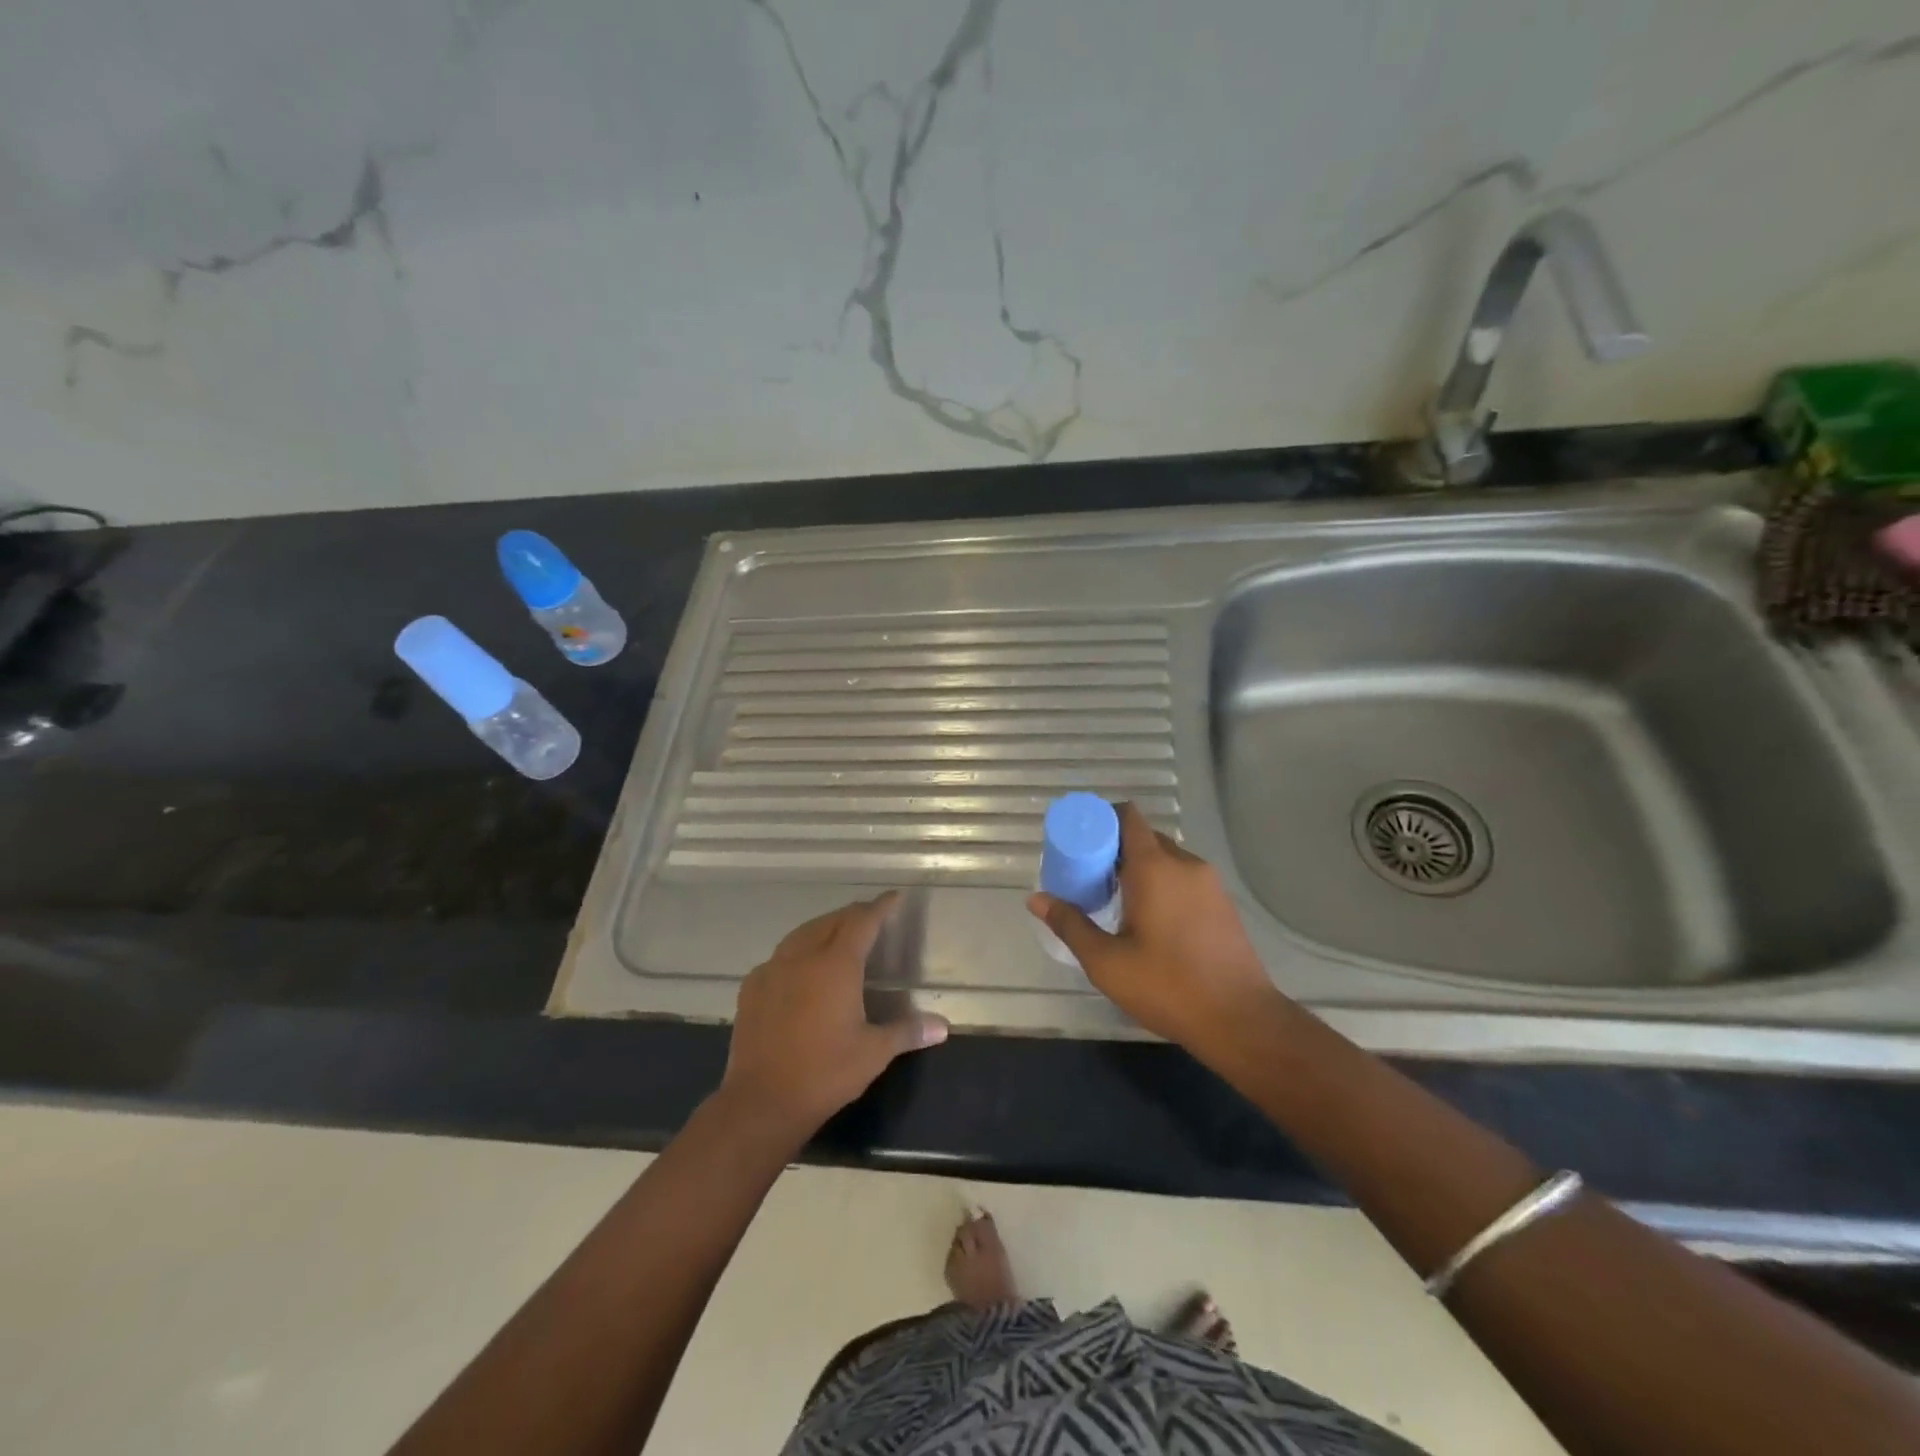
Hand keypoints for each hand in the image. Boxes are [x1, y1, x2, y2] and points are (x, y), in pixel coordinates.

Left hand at [720, 892, 948, 1138]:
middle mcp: (803, 956)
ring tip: (838, 934)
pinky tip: (800, 967)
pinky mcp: (752, 988)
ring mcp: (773, 969)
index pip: (862, 921)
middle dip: (854, 914)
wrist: (762, 1101)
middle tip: (871, 917)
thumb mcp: (874, 1052)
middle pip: (832, 921)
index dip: (880, 907)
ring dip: (824, 927)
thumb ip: (908, 1031)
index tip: (894, 897)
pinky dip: (797, 950)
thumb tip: (942, 1026)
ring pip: (802, 934)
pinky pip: (780, 956)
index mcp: (836, 964)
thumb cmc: (825, 1073)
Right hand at [1027, 802, 1284, 1061]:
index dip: (1101, 820)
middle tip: (1089, 876)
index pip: (1128, 817)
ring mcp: (1209, 883)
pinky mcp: (1222, 903)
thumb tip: (1036, 899)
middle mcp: (1184, 864)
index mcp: (1154, 867)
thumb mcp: (1106, 961)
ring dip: (1140, 868)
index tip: (1079, 841)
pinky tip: (1150, 919)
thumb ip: (1070, 924)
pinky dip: (1162, 883)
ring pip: (1166, 858)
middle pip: (1144, 837)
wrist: (1240, 1019)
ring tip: (1116, 899)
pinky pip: (1184, 877)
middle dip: (1115, 849)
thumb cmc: (1167, 986)